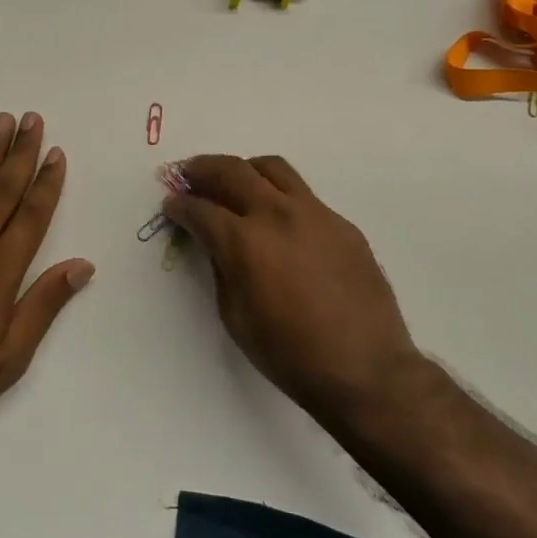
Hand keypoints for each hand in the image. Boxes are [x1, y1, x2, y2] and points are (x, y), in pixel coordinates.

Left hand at [0, 112, 94, 441]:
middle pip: (2, 189)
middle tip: (32, 119)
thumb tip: (82, 265)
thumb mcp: (11, 357)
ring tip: (1, 121)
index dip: (47, 183)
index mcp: (0, 273)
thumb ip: (44, 305)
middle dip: (20, 153)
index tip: (57, 153)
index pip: (31, 215)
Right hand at [164, 155, 423, 420]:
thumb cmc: (289, 354)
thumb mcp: (235, 317)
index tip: (171, 204)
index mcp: (245, 241)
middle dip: (204, 169)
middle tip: (190, 175)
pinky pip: (304, 196)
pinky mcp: (342, 223)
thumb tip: (217, 244)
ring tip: (234, 182)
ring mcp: (315, 214)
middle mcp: (278, 214)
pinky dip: (280, 196)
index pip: (200, 209)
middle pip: (233, 170)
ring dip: (245, 170)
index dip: (180, 205)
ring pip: (273, 169)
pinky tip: (278, 221)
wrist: (364, 368)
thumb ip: (221, 269)